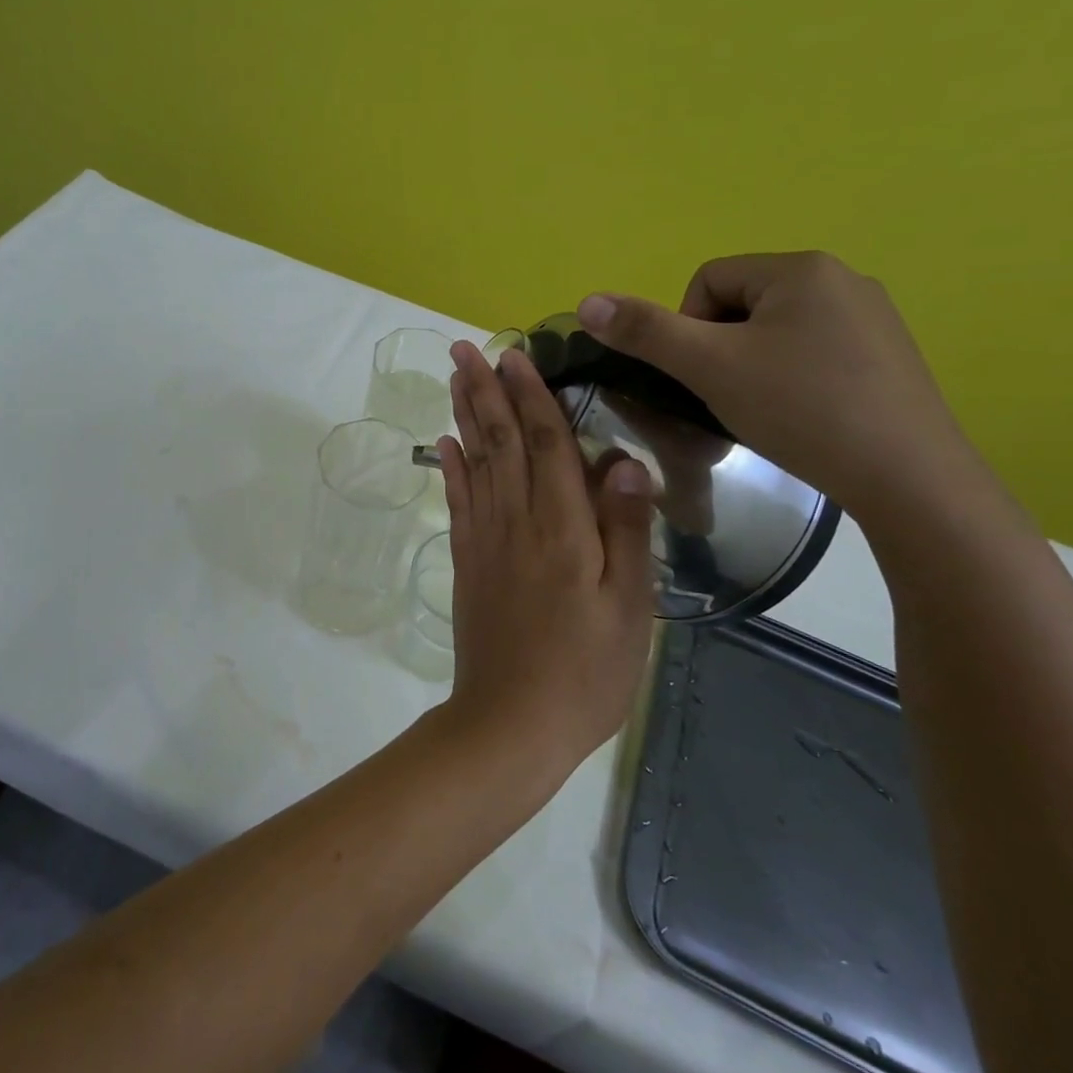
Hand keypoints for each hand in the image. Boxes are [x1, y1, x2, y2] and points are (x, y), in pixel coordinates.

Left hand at [435, 342, 656, 765]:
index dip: (532, 395)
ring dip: (464, 415)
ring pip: (474, 462)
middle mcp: (516, 521)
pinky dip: (450, 467)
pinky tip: (444, 443)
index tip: (516, 354)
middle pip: (500, 441)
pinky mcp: (466, 562)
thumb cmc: (584, 672)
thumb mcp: (628, 608)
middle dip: (484, 390)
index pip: (546, 443)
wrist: (509, 724)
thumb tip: (622, 460)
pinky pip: (457, 502)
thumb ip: (625, 530)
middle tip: (465, 347)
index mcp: (562, 528)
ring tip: (454, 378)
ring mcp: (484, 540)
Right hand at [574, 252, 982, 519]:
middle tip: (729, 396)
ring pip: (776, 331)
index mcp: (800, 268)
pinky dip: (792, 380)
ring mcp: (873, 318)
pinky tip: (802, 417)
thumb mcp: (709, 367)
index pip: (707, 280)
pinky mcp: (889, 356)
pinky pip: (814, 352)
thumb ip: (645, 332)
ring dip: (752, 366)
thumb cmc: (800, 409)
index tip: (703, 377)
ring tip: (764, 411)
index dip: (687, 329)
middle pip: (741, 304)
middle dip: (721, 349)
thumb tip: (587, 301)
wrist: (908, 478)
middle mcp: (843, 278)